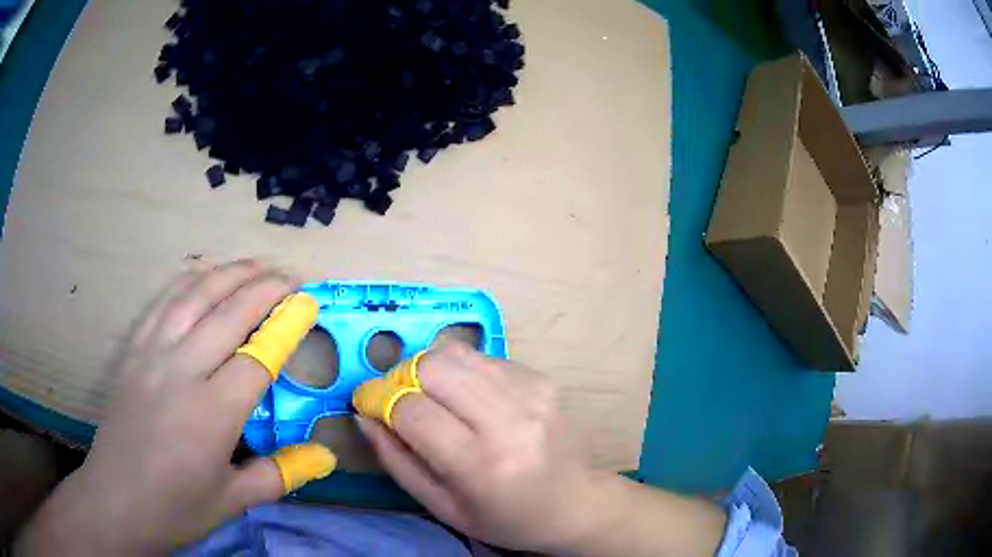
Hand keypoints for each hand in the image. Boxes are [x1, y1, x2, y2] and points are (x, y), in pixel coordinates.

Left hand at [14, 260, 335, 554]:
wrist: (116, 499)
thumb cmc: (176, 507)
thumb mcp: (232, 501)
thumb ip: (279, 474)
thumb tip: (326, 457)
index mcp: (211, 414)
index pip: (258, 357)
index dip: (286, 327)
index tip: (308, 303)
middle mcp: (181, 371)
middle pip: (228, 314)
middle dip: (264, 288)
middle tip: (290, 276)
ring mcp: (151, 354)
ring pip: (194, 297)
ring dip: (228, 274)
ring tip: (254, 263)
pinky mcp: (132, 351)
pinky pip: (162, 304)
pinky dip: (187, 282)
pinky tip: (201, 274)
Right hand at [354, 342, 609, 551]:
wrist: (576, 503)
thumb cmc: (505, 518)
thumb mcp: (443, 507)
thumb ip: (396, 461)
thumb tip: (364, 415)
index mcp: (480, 464)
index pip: (411, 410)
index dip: (378, 399)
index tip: (367, 404)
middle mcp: (508, 419)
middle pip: (432, 366)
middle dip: (401, 377)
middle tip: (398, 398)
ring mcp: (530, 392)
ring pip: (455, 352)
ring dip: (429, 369)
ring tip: (431, 397)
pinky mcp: (541, 378)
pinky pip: (482, 357)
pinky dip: (461, 371)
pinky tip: (468, 398)